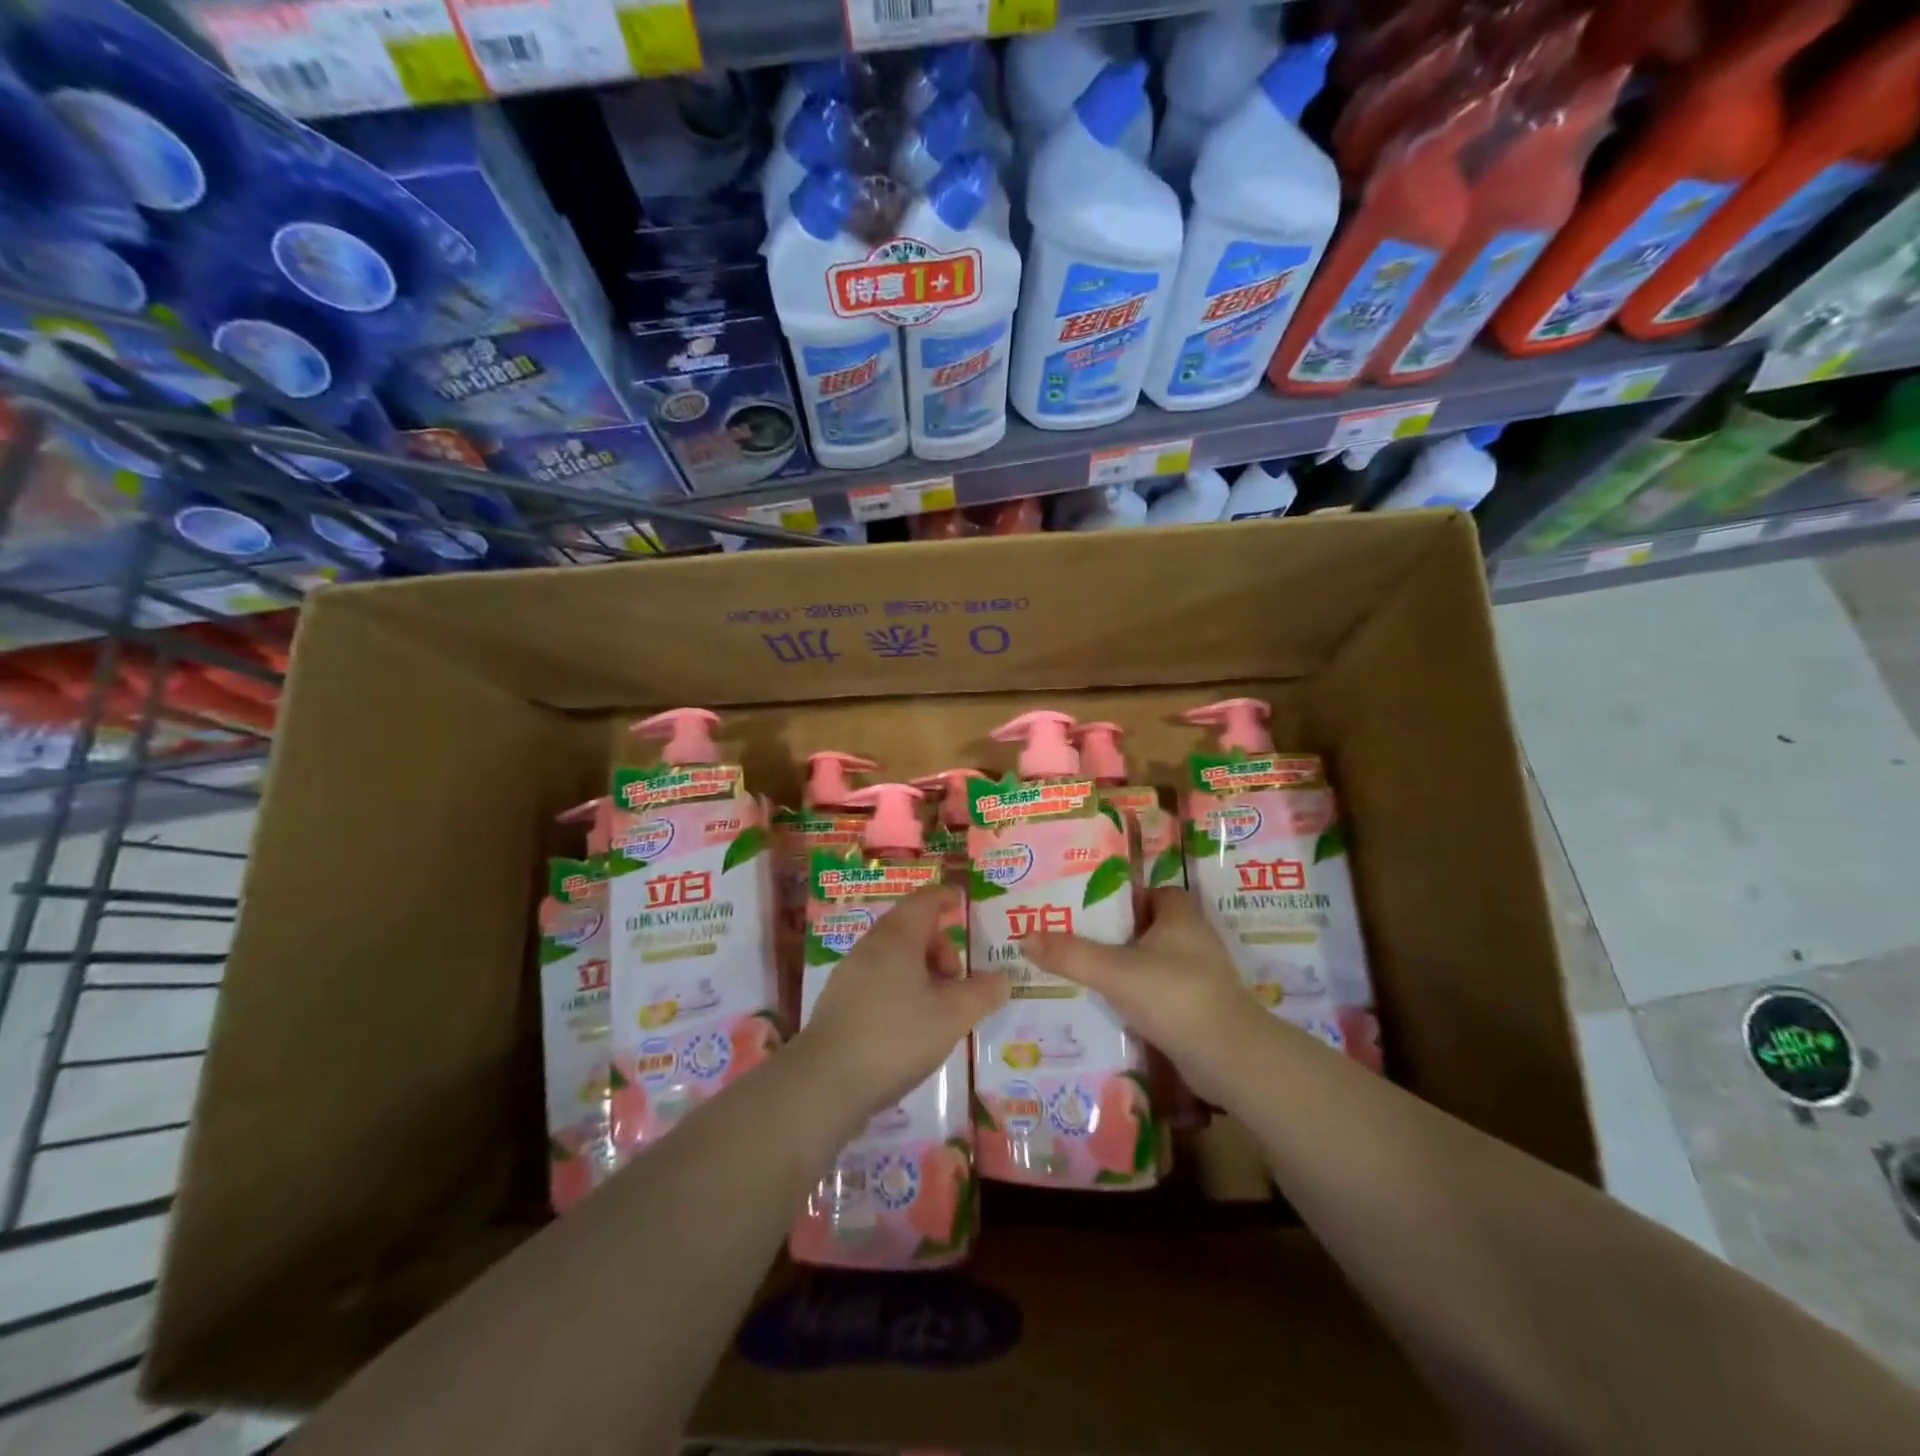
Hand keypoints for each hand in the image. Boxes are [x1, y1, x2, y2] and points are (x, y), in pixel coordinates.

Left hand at [795, 885, 1008, 1133]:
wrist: (826, 1082)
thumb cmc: (896, 1037)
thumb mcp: (952, 1016)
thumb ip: (982, 993)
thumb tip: (1003, 978)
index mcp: (897, 936)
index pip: (925, 900)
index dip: (946, 897)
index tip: (963, 903)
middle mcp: (870, 946)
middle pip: (911, 929)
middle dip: (940, 947)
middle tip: (958, 981)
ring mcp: (849, 974)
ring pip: (894, 957)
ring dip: (922, 972)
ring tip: (938, 1008)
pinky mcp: (839, 1002)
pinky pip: (878, 979)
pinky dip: (901, 988)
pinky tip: (910, 1026)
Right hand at [1025, 887, 1267, 1105]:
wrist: (1230, 1058)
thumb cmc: (1174, 996)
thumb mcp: (1114, 971)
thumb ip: (1070, 954)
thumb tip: (1024, 936)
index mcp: (1181, 915)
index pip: (1150, 892)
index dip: (1121, 897)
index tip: (1087, 908)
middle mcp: (1194, 939)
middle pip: (1148, 928)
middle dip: (1115, 935)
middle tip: (1074, 940)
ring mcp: (1201, 976)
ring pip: (1154, 962)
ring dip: (1126, 968)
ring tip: (1084, 974)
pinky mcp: (1200, 1008)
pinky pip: (1161, 992)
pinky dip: (1139, 997)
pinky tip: (1110, 1008)